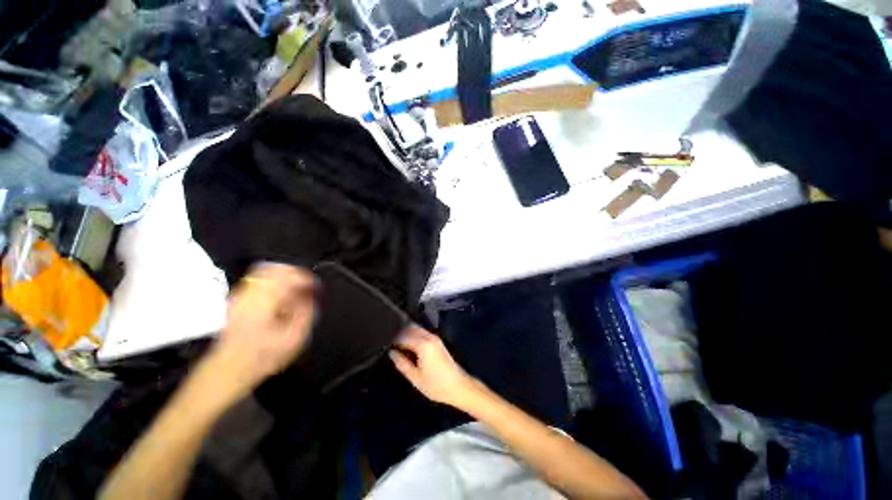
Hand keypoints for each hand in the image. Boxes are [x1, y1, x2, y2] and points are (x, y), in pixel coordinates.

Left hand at [206, 263, 316, 398]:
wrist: (226, 372)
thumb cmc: (262, 357)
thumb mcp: (294, 338)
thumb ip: (305, 313)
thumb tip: (310, 296)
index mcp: (265, 301)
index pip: (289, 276)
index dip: (307, 279)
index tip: (316, 287)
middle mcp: (250, 293)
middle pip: (276, 269)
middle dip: (295, 275)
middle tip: (306, 287)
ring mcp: (240, 296)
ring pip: (265, 273)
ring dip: (284, 279)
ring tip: (295, 292)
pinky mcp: (235, 301)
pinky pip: (257, 282)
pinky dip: (272, 284)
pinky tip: (280, 298)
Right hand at [390, 327, 479, 409]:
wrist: (458, 386)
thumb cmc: (436, 385)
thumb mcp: (415, 377)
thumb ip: (402, 363)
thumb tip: (391, 352)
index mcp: (423, 344)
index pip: (403, 336)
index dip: (393, 340)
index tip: (386, 346)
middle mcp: (429, 337)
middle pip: (411, 329)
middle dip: (400, 335)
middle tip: (391, 346)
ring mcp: (435, 338)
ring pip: (417, 330)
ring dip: (407, 335)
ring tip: (399, 347)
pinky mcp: (438, 341)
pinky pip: (423, 333)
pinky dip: (415, 337)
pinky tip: (410, 348)